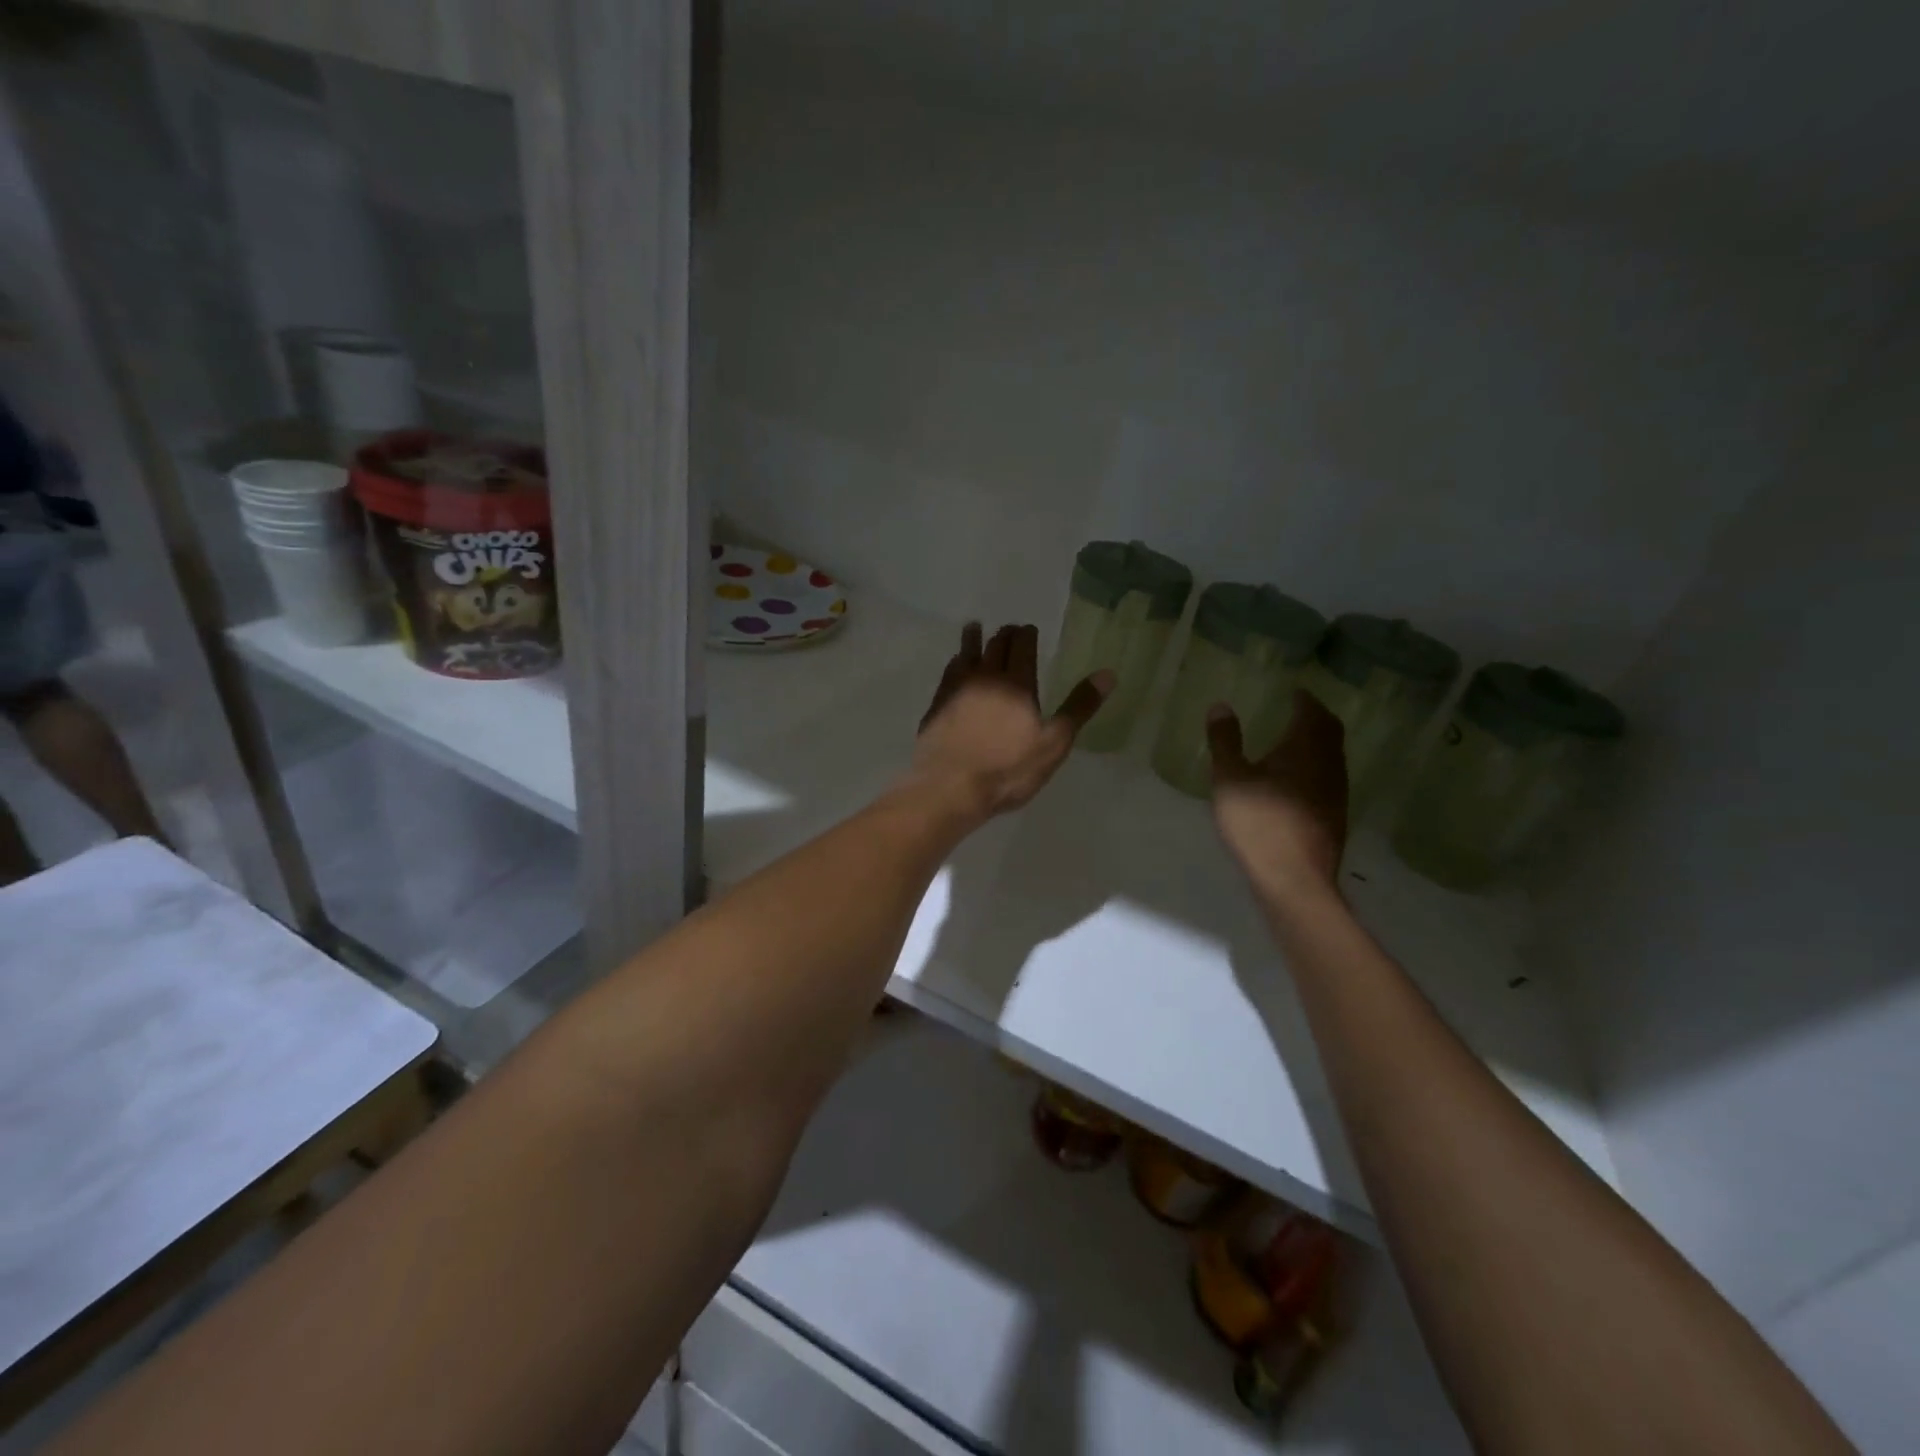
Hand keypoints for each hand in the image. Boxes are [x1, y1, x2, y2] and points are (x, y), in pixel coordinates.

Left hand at [912, 623, 1111, 821]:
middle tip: (1008, 629)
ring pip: (966, 654)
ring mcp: (956, 689)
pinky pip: (948, 673)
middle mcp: (985, 677)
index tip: (1028, 628)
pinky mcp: (936, 705)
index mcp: (1017, 683)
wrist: (949, 787)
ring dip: (973, 639)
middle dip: (1004, 635)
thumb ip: (1079, 707)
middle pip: (995, 646)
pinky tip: (954, 666)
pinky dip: (955, 663)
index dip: (1026, 634)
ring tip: (974, 629)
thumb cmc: (1008, 769)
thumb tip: (1108, 673)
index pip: (1022, 647)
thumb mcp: (1053, 743)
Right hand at [1208, 690, 1347, 905]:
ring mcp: (1336, 791)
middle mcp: (1328, 764)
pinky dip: (1317, 765)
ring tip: (1296, 740)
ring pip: (1332, 755)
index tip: (1294, 691)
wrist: (1294, 878)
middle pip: (1330, 731)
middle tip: (1299, 709)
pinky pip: (1329, 776)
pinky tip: (1298, 778)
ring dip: (1319, 741)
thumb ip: (1225, 741)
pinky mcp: (1335, 815)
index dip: (1304, 699)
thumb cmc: (1258, 823)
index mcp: (1305, 748)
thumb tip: (1221, 706)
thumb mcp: (1230, 779)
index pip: (1312, 712)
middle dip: (1316, 716)